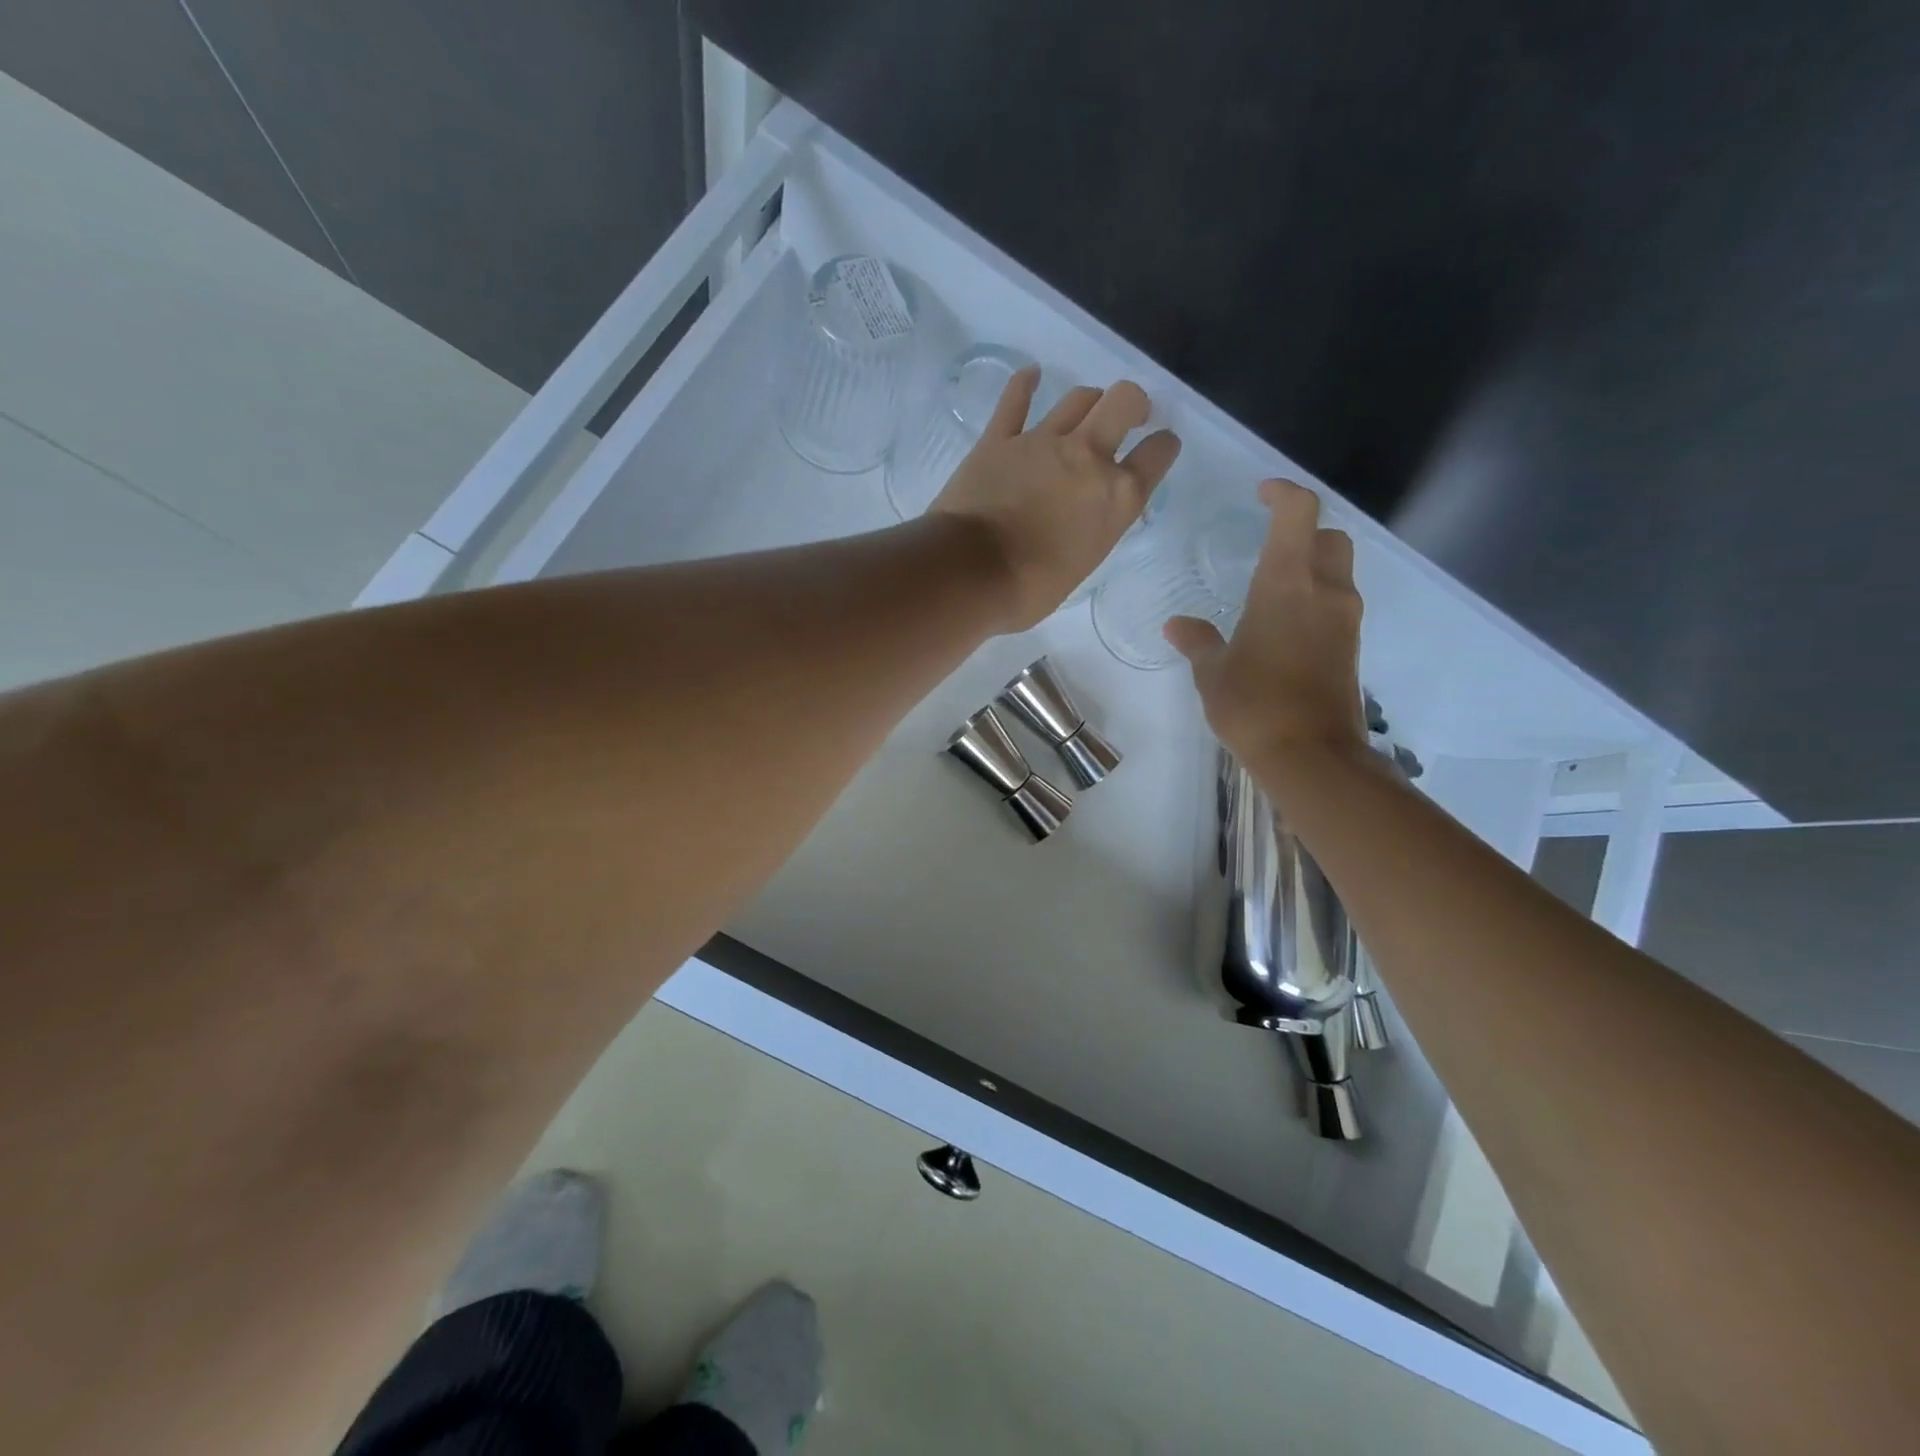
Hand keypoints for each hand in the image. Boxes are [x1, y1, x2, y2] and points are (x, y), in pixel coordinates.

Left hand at [930, 369, 1180, 631]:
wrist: (971, 574)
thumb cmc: (1030, 588)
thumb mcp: (1084, 564)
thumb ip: (1095, 527)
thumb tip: (1087, 515)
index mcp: (1117, 497)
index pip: (1157, 455)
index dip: (1163, 446)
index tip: (1160, 447)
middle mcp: (1088, 457)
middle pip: (1124, 401)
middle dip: (1133, 403)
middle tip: (1130, 414)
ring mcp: (1042, 442)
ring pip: (1078, 398)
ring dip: (1088, 400)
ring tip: (1087, 408)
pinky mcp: (999, 438)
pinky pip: (1015, 400)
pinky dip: (1024, 385)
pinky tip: (1030, 376)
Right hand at [1165, 479, 1367, 771]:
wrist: (1311, 755)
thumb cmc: (1253, 704)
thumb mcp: (1213, 673)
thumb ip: (1197, 642)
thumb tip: (1177, 625)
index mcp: (1286, 584)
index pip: (1298, 513)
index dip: (1283, 492)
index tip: (1260, 493)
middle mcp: (1325, 591)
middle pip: (1329, 537)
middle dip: (1304, 531)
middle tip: (1269, 543)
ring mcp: (1344, 620)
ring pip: (1337, 571)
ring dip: (1312, 566)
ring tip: (1272, 589)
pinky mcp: (1351, 646)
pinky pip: (1336, 604)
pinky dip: (1315, 600)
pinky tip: (1284, 626)